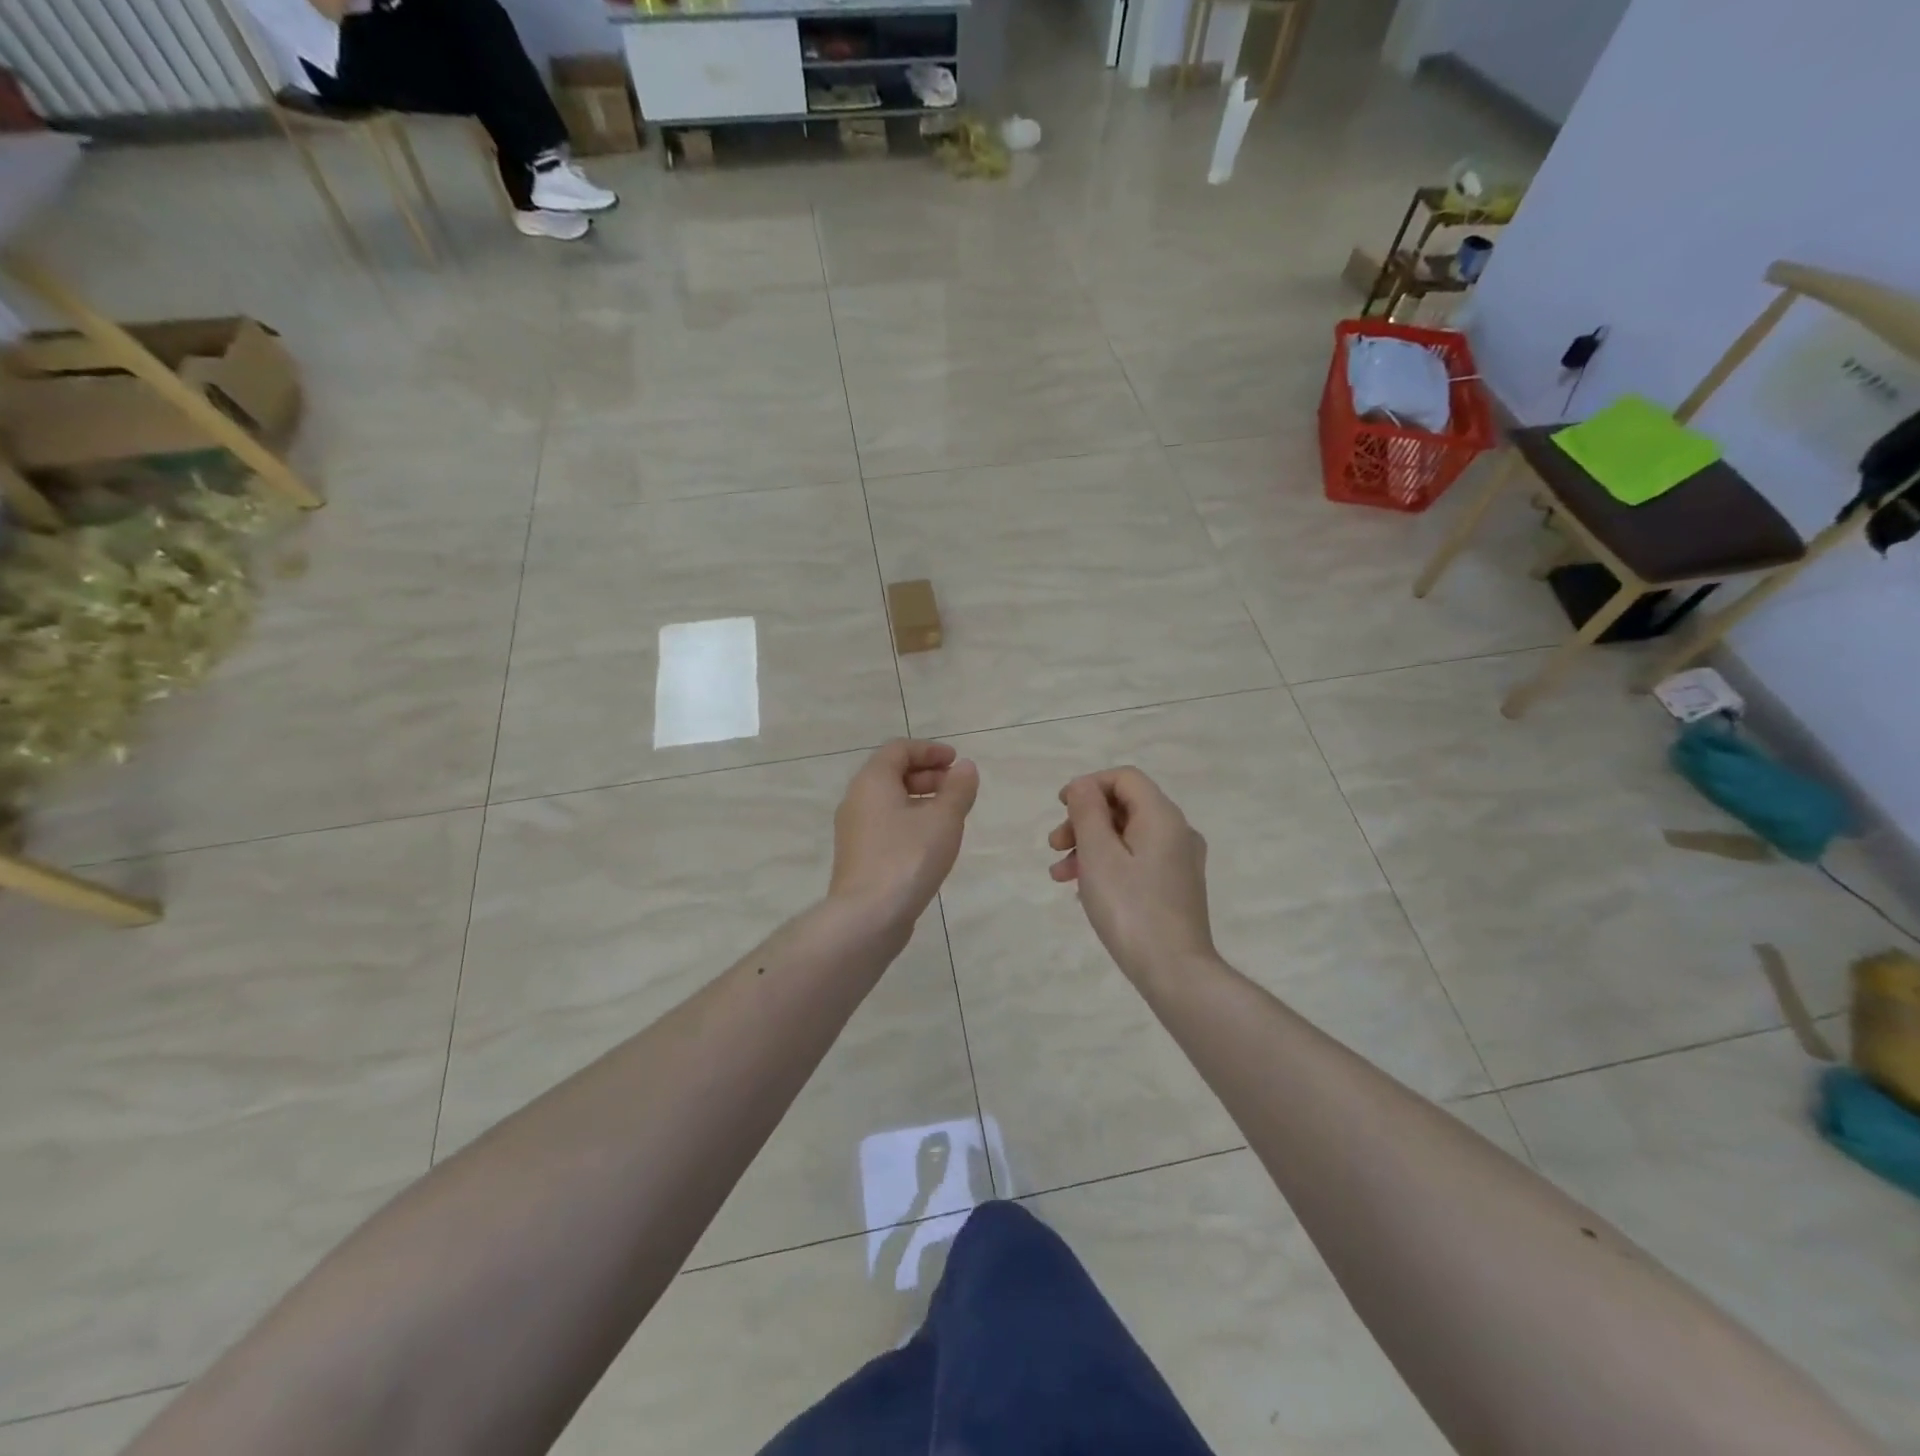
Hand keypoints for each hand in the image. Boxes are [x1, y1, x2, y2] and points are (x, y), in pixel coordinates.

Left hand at [829, 740, 978, 928]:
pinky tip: (930, 842)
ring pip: (888, 801)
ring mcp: (853, 830)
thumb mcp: (943, 819)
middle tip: (956, 788)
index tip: (956, 762)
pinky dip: (909, 821)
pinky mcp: (858, 855)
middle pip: (891, 773)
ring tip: (949, 816)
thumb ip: (958, 789)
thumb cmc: (908, 857)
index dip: (930, 750)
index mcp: (872, 781)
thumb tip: (965, 767)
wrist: (867, 916)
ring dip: (920, 799)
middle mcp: (856, 799)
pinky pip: (885, 824)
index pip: (899, 749)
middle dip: (927, 774)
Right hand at [1048, 767, 1216, 985]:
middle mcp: (1177, 832)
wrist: (1175, 972)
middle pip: (1124, 807)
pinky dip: (1107, 866)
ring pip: (1127, 837)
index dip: (1089, 785)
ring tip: (1059, 875)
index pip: (1124, 778)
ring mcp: (1179, 862)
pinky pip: (1136, 861)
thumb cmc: (1130, 908)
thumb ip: (1087, 812)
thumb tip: (1082, 786)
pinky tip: (1084, 891)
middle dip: (1083, 821)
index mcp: (1162, 816)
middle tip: (1054, 846)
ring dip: (1089, 847)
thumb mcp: (1098, 855)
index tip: (1060, 807)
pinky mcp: (1176, 887)